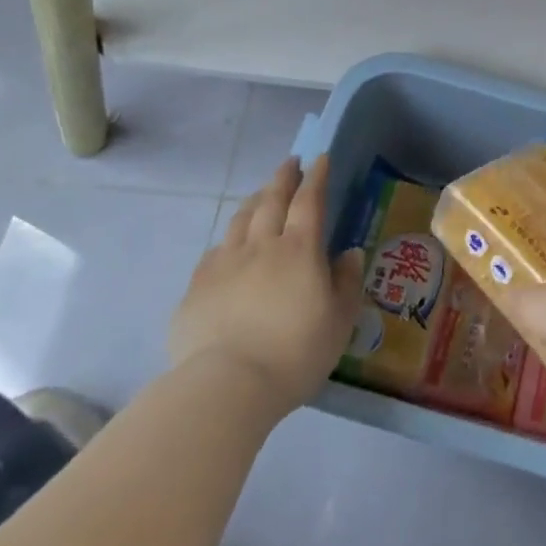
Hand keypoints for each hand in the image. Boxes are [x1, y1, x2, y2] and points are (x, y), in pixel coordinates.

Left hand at [168, 156, 364, 416]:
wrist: (227, 387)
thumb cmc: (295, 353)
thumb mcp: (339, 322)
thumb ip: (346, 283)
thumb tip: (349, 254)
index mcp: (299, 249)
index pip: (309, 200)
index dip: (316, 177)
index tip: (319, 158)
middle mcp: (261, 246)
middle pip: (271, 200)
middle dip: (283, 177)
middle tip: (290, 163)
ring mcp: (224, 264)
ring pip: (240, 220)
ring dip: (254, 201)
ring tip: (261, 195)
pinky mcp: (196, 288)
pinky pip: (214, 252)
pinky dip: (228, 240)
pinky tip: (229, 247)